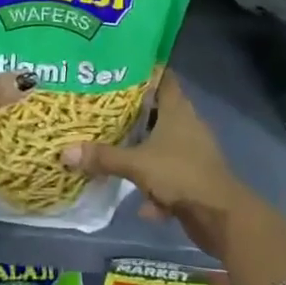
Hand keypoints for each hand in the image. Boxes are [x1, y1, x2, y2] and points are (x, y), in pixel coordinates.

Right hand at [60, 70, 254, 257]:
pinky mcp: (194, 177)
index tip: (119, 68)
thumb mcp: (137, 164)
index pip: (162, 76)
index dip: (143, 70)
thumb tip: (65, 152)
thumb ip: (103, 157)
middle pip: (158, 110)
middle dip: (134, 114)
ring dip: (143, 153)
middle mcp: (186, 124)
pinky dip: (156, 188)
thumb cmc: (180, 174)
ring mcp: (192, 151)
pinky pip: (168, 175)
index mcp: (177, 108)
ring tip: (114, 153)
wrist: (220, 216)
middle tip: (104, 110)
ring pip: (162, 144)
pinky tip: (142, 204)